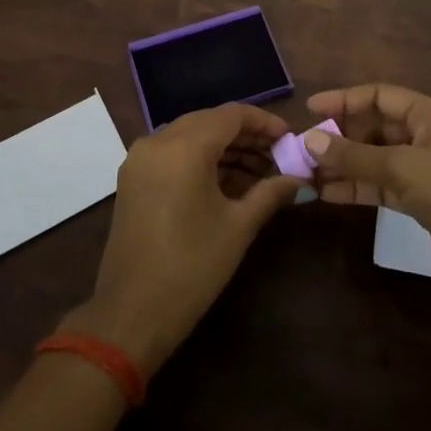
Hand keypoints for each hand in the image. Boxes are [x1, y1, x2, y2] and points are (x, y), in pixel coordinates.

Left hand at [65, 102, 301, 374]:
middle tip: (278, 155)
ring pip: (191, 135)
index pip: (232, 115)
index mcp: (184, 147)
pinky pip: (173, 152)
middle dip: (246, 136)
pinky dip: (201, 159)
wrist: (131, 315)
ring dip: (225, 148)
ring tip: (260, 172)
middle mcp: (158, 141)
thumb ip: (270, 193)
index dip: (264, 122)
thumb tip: (299, 179)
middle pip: (210, 121)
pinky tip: (228, 181)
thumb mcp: (238, 228)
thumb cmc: (191, 268)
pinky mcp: (133, 177)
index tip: (290, 138)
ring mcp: (140, 158)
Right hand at [303, 83, 430, 304]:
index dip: (344, 99)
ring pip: (375, 158)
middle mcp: (424, 135)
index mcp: (428, 114)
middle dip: (340, 136)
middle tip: (304, 148)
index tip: (310, 109)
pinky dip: (358, 188)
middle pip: (375, 127)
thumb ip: (356, 155)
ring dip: (345, 164)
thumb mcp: (403, 168)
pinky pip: (381, 185)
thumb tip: (311, 140)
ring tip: (308, 172)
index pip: (379, 96)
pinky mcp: (421, 200)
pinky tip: (329, 194)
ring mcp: (423, 169)